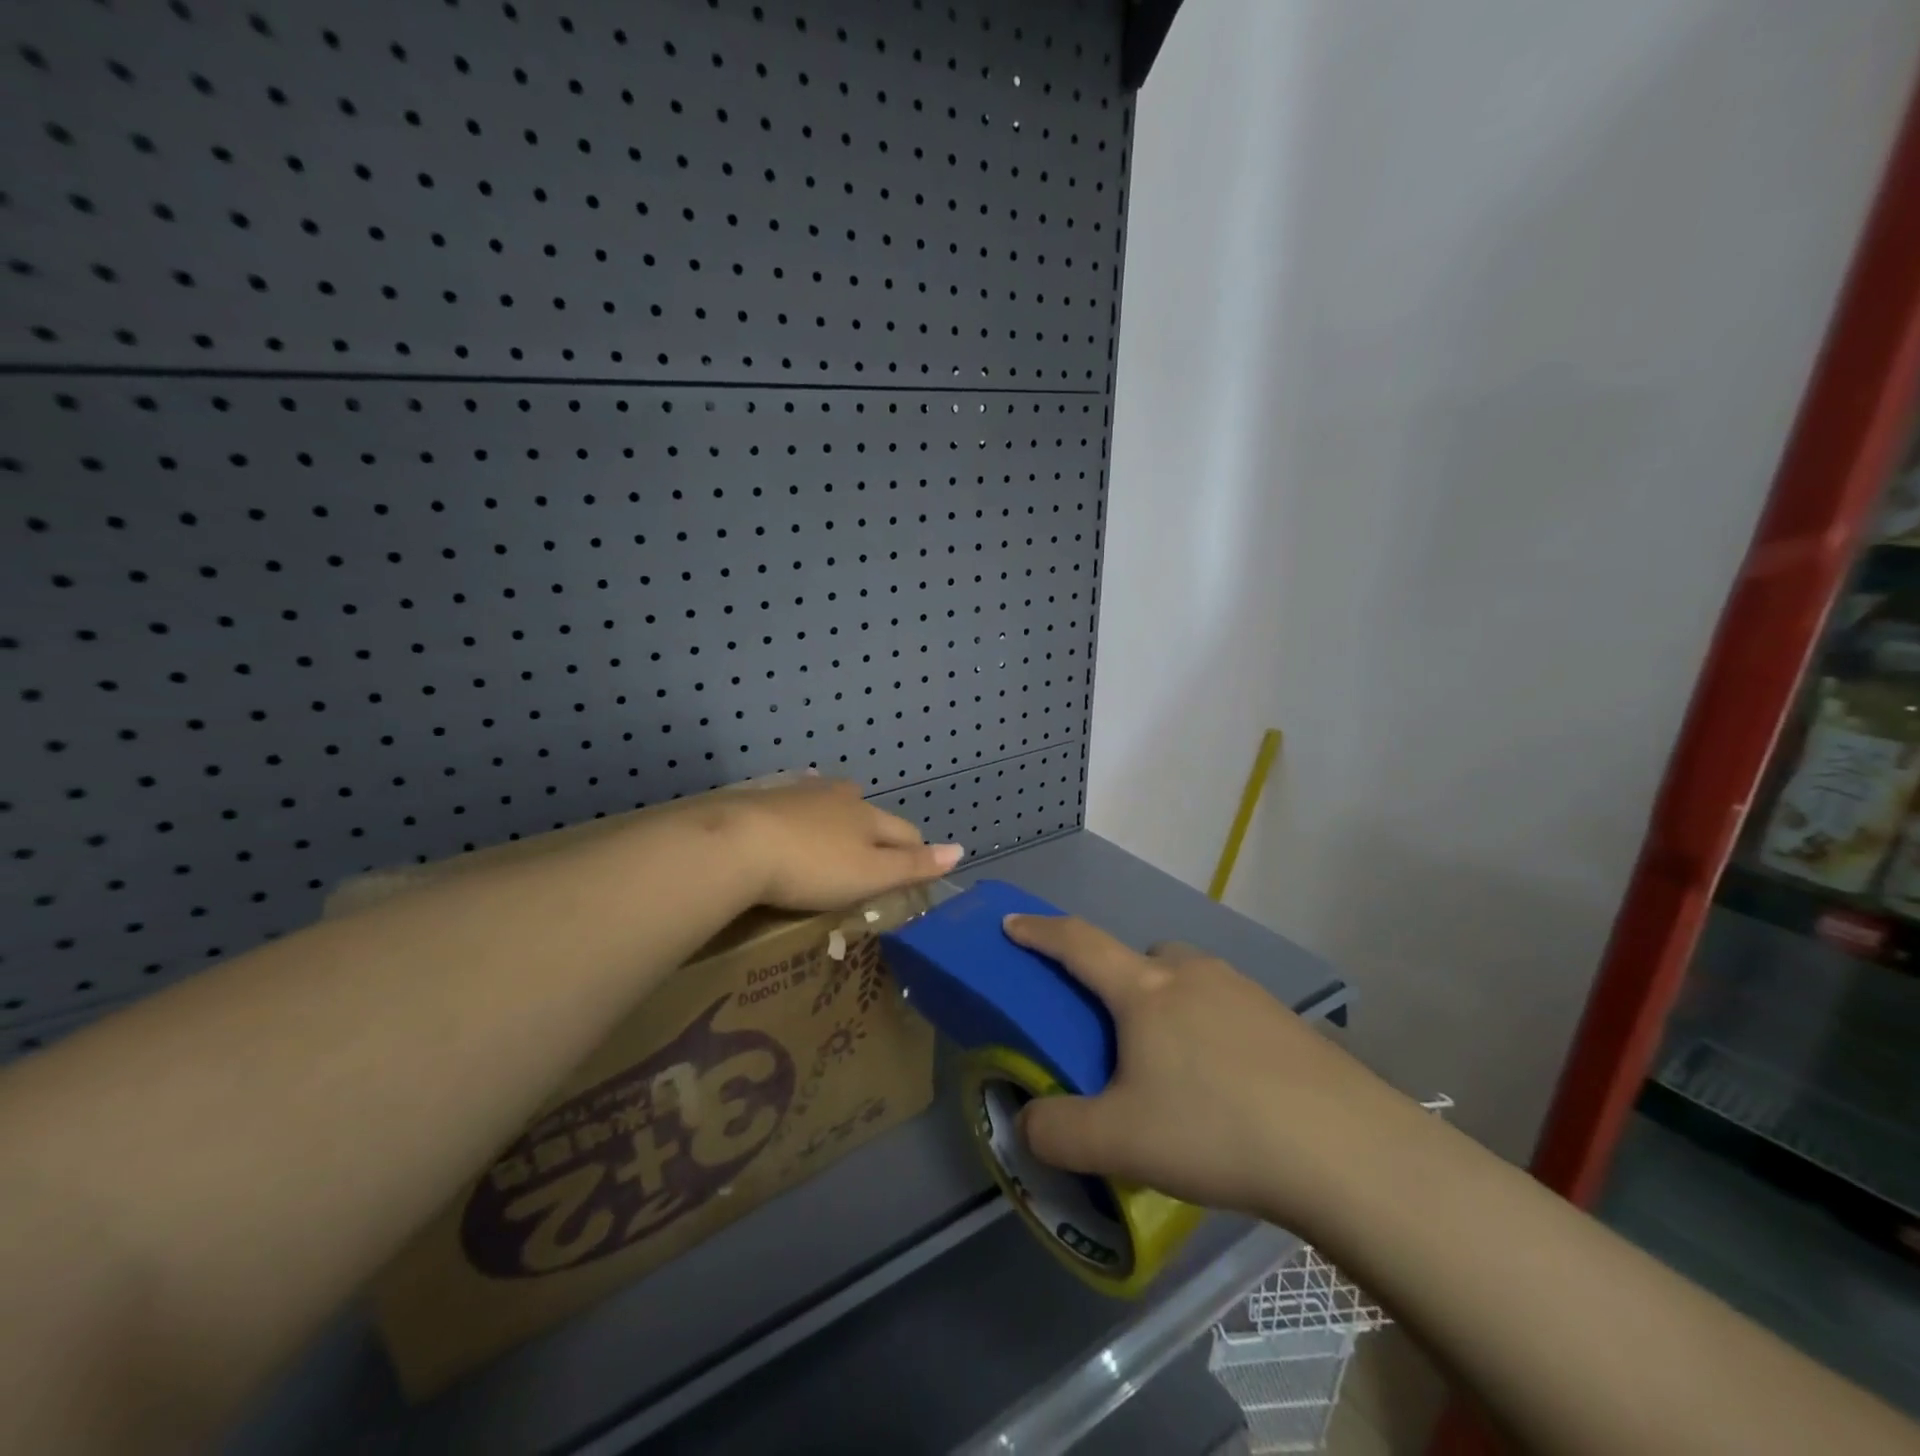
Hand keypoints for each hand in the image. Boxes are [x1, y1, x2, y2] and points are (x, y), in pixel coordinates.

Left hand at [727, 777, 963, 910]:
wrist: (735, 843)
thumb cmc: (812, 867)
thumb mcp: (870, 875)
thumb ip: (914, 865)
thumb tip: (960, 850)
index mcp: (868, 817)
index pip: (905, 831)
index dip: (915, 850)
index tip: (916, 869)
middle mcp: (839, 796)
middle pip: (868, 808)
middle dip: (876, 826)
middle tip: (872, 850)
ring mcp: (799, 793)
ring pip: (830, 798)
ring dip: (838, 811)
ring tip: (836, 827)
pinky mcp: (763, 797)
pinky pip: (791, 797)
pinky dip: (799, 806)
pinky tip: (791, 808)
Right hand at [1002, 915, 1419, 1232]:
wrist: (1343, 1148)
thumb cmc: (1215, 1127)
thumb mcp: (1119, 1142)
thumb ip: (1057, 1132)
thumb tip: (1029, 1124)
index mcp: (1144, 990)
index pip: (1077, 943)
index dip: (1039, 931)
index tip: (1012, 923)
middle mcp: (1191, 974)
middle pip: (1141, 958)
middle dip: (1120, 982)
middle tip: (1117, 1035)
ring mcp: (1244, 991)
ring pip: (1187, 981)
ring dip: (1169, 1007)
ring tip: (1175, 1071)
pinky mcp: (1284, 1020)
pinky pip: (1227, 1009)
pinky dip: (1211, 1031)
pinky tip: (1227, 1088)